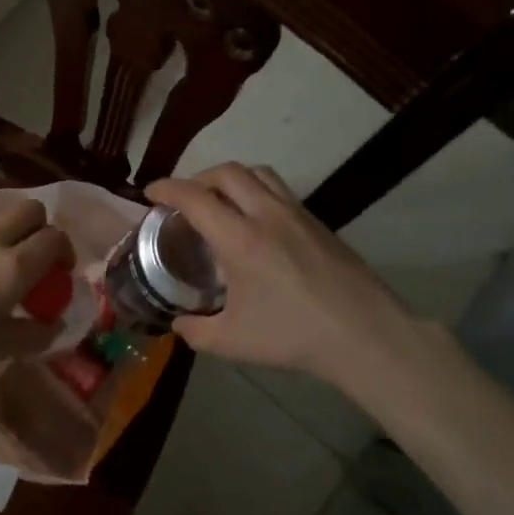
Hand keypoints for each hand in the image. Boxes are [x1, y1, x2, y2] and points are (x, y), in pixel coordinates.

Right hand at [146, 164, 419, 385]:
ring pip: (256, 173)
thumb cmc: (294, 336)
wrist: (364, 333)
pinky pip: (278, 189)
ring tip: (219, 201)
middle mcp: (266, 214)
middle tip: (183, 199)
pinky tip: (255, 222)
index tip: (149, 193)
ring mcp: (296, 214)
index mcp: (240, 238)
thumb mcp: (232, 342)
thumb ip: (195, 331)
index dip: (166, 188)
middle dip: (196, 178)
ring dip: (229, 178)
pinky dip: (255, 191)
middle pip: (225, 172)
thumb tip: (178, 324)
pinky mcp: (317, 222)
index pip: (194, 197)